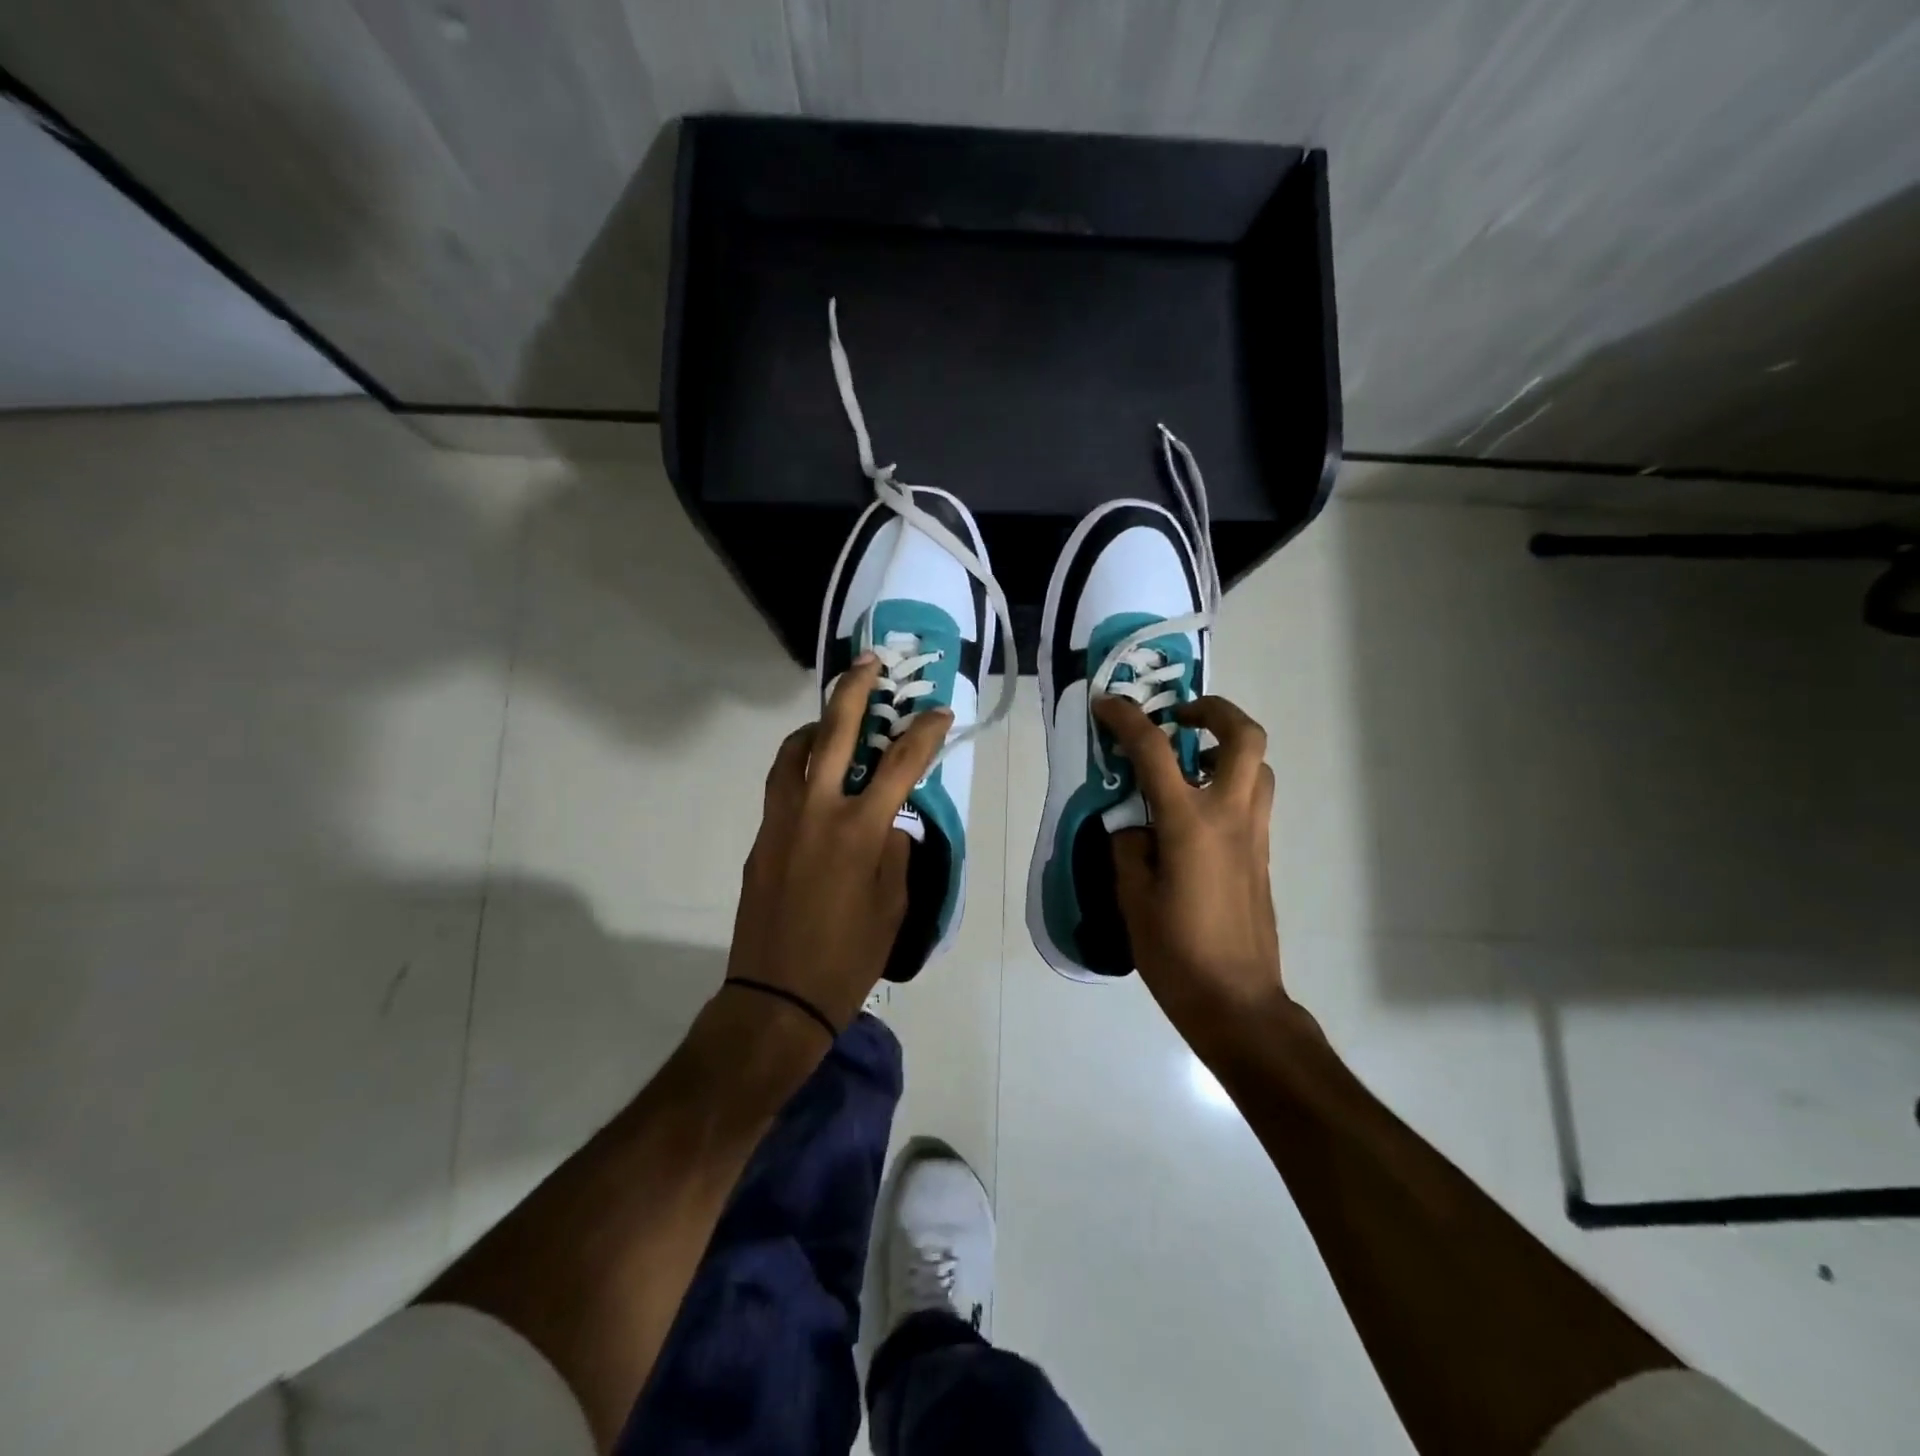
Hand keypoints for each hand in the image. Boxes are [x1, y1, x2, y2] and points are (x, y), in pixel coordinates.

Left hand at [728, 656, 950, 1032]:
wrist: (776, 998)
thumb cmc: (848, 958)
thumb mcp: (893, 906)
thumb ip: (895, 853)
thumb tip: (889, 824)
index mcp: (860, 829)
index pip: (902, 763)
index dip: (925, 732)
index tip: (939, 713)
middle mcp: (817, 810)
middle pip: (835, 731)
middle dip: (855, 689)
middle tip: (869, 663)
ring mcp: (781, 820)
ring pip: (794, 751)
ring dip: (817, 726)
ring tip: (834, 721)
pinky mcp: (761, 837)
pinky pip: (781, 785)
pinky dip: (799, 766)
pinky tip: (815, 779)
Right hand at [1093, 694, 1289, 1041]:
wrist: (1238, 1002)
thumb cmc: (1177, 953)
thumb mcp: (1132, 898)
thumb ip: (1129, 847)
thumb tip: (1134, 825)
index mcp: (1189, 824)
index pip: (1155, 752)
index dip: (1127, 719)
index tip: (1107, 703)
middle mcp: (1230, 816)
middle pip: (1244, 736)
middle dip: (1213, 711)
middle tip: (1178, 718)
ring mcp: (1254, 834)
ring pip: (1258, 765)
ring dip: (1226, 747)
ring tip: (1188, 763)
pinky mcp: (1262, 853)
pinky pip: (1253, 797)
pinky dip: (1229, 781)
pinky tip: (1194, 811)